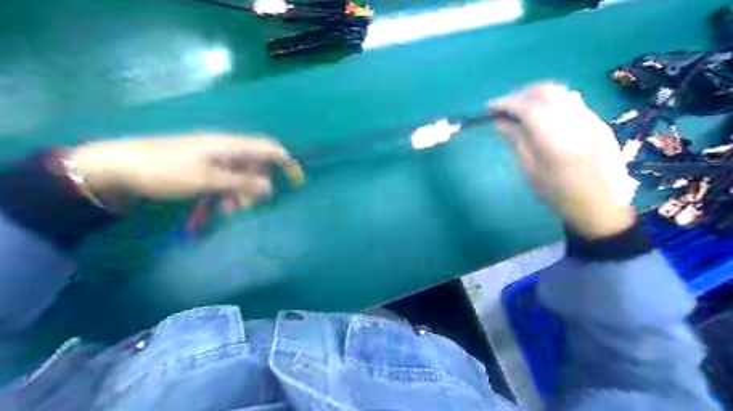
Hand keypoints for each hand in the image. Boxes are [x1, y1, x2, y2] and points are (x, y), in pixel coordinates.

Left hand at [65, 131, 288, 207]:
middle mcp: (225, 149)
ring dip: (240, 194)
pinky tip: (216, 206)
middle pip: (255, 166)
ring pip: (241, 176)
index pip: (268, 148)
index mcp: (229, 146)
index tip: (296, 181)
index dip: (285, 162)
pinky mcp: (203, 168)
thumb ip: (241, 183)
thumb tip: (270, 187)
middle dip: (256, 187)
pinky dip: (227, 193)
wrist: (120, 167)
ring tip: (225, 210)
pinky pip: (226, 180)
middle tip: (243, 207)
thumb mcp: (207, 180)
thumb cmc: (167, 171)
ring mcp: (214, 159)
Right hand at [488, 84, 639, 237]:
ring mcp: (590, 118)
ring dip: (536, 94)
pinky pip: (572, 101)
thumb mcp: (530, 170)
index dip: (505, 103)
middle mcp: (574, 120)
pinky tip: (543, 115)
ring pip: (560, 92)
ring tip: (521, 108)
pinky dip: (551, 101)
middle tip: (503, 107)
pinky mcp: (597, 121)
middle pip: (545, 91)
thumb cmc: (558, 193)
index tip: (488, 108)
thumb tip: (499, 121)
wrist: (600, 204)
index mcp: (555, 138)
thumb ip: (516, 140)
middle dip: (520, 94)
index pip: (526, 107)